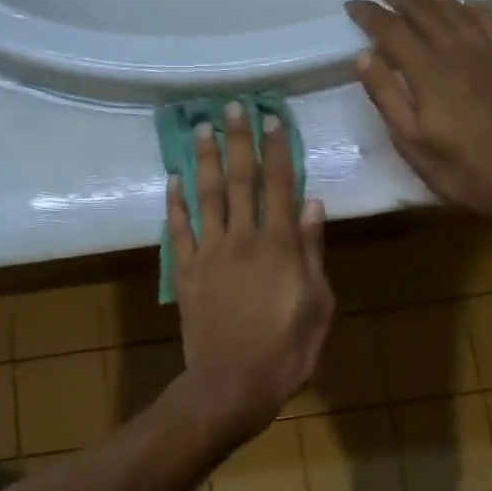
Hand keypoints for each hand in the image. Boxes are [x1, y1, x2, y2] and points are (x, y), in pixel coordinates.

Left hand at [167, 103, 333, 441]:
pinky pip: (178, 230)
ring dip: (204, 159)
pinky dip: (175, 203)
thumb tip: (313, 204)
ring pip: (206, 195)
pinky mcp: (185, 271)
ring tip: (202, 127)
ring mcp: (209, 252)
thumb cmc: (287, 349)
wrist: (232, 384)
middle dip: (238, 140)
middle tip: (234, 106)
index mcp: (279, 244)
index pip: (279, 185)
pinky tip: (173, 178)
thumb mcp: (318, 302)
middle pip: (239, 179)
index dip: (277, 150)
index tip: (273, 119)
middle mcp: (242, 237)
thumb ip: (313, 251)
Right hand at [346, 0, 491, 226]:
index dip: (370, 14)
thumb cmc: (460, 169)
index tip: (352, 4)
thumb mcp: (411, 143)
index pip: (392, 30)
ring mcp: (488, 54)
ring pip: (456, 9)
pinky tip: (466, 2)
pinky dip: (474, 7)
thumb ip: (387, 96)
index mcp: (429, 72)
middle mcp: (458, 52)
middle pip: (424, 10)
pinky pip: (490, 22)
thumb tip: (364, 55)